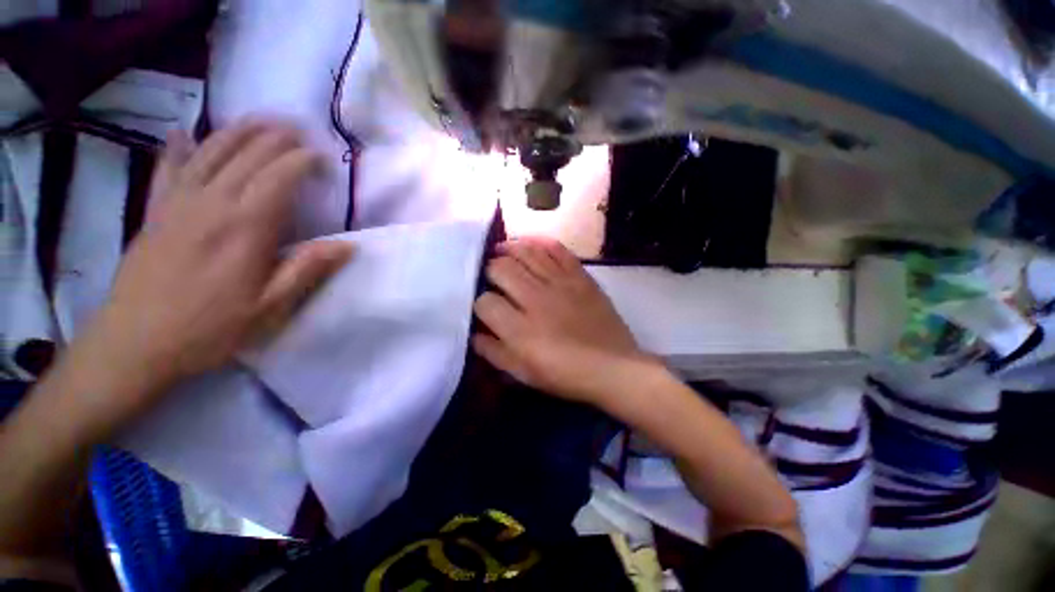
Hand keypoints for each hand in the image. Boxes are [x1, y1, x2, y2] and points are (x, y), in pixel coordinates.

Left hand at [69, 121, 352, 427]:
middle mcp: (211, 203)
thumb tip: (348, 245)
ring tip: (261, 120)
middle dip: (277, 137)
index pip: (279, 175)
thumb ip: (308, 270)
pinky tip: (184, 134)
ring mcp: (177, 203)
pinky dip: (177, 148)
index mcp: (245, 227)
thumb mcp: (271, 308)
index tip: (324, 157)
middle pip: (247, 154)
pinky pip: (167, 169)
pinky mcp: (154, 213)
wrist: (133, 345)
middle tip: (300, 130)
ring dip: (238, 131)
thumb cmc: (209, 330)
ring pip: (210, 151)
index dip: (303, 160)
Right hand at [472, 237, 653, 403]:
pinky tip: (530, 243)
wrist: (612, 366)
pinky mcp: (580, 277)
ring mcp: (560, 284)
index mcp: (519, 329)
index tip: (485, 308)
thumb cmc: (564, 374)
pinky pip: (557, 250)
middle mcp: (536, 299)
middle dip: (489, 269)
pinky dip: (540, 243)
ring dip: (509, 249)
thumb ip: (494, 352)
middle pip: (501, 269)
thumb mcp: (523, 373)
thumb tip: (474, 333)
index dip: (480, 303)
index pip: (485, 302)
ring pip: (526, 253)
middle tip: (490, 276)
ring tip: (501, 250)